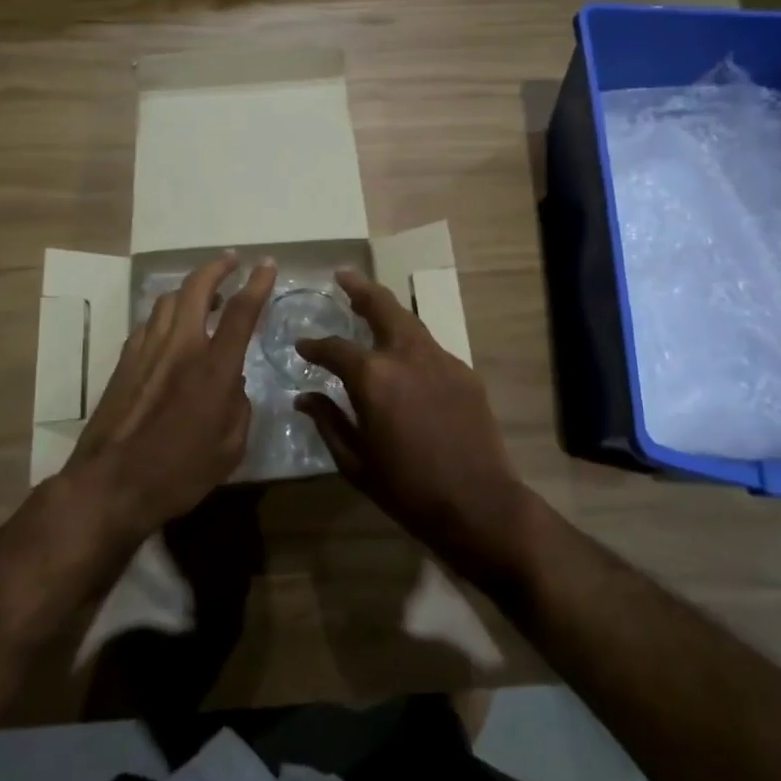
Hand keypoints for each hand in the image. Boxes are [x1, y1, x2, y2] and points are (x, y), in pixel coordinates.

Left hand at [66, 254, 274, 544]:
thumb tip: (232, 383)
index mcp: (213, 368)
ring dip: (189, 289)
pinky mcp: (124, 362)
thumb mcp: (230, 447)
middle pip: (196, 288)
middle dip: (217, 267)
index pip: (241, 312)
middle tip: (231, 261)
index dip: (257, 284)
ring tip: (205, 295)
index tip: (267, 264)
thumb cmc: (179, 473)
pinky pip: (149, 323)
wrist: (110, 486)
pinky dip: (166, 315)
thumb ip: (238, 406)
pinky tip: (171, 329)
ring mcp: (146, 351)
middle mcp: (180, 347)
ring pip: (167, 300)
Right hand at [295, 271, 531, 571]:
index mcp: (373, 378)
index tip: (302, 344)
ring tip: (370, 305)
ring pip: (409, 320)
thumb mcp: (356, 461)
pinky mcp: (464, 372)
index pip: (335, 348)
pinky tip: (405, 355)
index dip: (314, 345)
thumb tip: (304, 397)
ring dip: (387, 309)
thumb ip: (328, 422)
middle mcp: (406, 356)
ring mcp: (440, 360)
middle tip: (342, 276)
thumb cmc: (407, 489)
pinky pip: (430, 347)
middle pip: (381, 307)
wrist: (478, 503)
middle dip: (359, 289)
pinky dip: (411, 342)